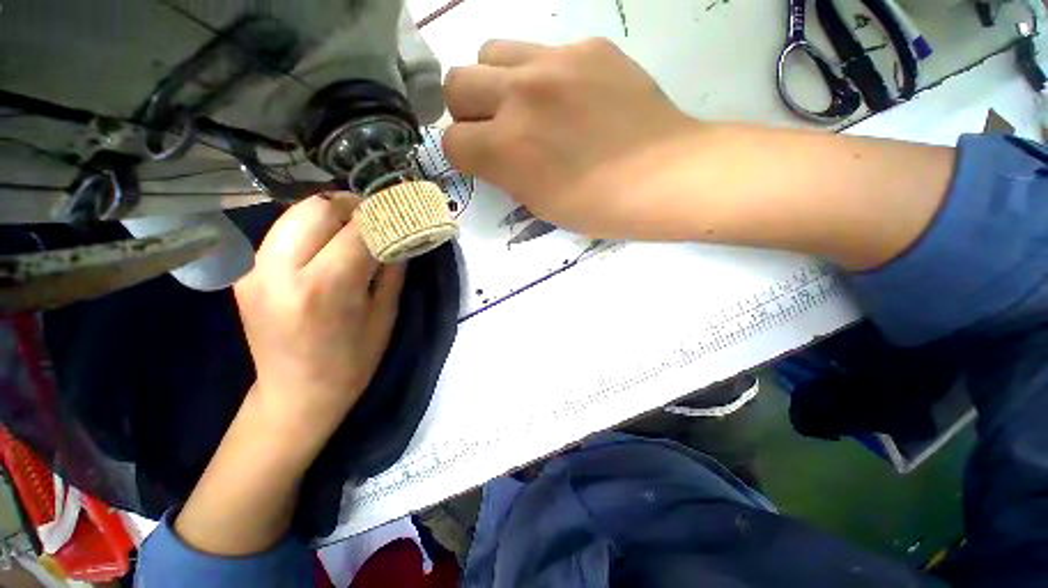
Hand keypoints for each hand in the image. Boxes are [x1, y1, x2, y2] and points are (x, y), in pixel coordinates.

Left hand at [234, 194, 404, 446]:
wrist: (296, 394)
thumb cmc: (353, 360)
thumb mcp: (385, 314)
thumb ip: (392, 267)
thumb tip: (400, 233)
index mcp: (326, 287)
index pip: (359, 228)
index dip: (385, 214)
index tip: (403, 210)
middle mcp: (281, 270)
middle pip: (318, 207)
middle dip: (354, 205)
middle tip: (377, 219)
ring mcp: (254, 269)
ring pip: (295, 213)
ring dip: (331, 213)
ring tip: (354, 229)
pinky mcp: (245, 273)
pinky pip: (282, 232)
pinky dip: (310, 229)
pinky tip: (326, 246)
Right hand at [442, 38, 698, 239]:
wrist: (663, 176)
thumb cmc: (597, 206)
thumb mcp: (539, 203)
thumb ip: (505, 172)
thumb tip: (493, 152)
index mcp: (506, 149)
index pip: (452, 141)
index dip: (464, 155)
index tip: (482, 161)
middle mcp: (520, 96)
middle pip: (456, 83)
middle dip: (467, 111)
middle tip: (495, 128)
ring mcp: (554, 62)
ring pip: (490, 52)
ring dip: (496, 82)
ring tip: (525, 104)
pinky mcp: (588, 46)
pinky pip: (543, 49)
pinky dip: (542, 75)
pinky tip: (570, 96)